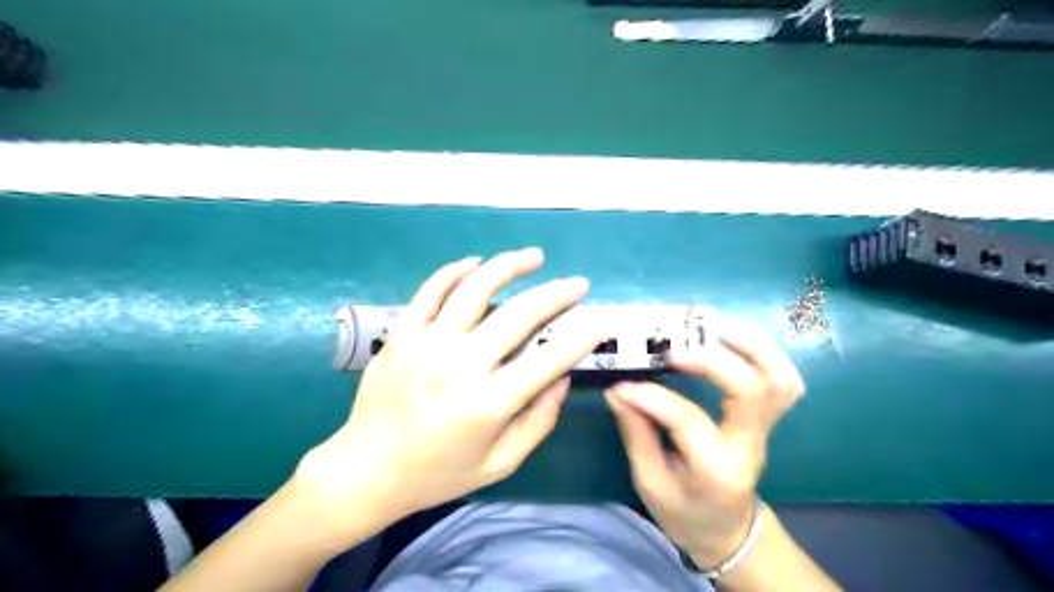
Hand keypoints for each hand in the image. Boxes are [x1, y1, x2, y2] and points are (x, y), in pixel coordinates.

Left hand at [291, 248, 599, 543]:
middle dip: (557, 294)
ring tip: (534, 256)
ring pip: (475, 288)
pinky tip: (478, 263)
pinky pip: (432, 290)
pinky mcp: (404, 333)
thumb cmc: (438, 473)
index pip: (549, 359)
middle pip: (520, 315)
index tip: (601, 320)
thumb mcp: (499, 464)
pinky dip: (456, 271)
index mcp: (489, 403)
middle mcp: (461, 365)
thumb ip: (538, 421)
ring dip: (510, 266)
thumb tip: (562, 378)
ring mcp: (428, 343)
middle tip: (577, 283)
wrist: (365, 470)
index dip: (582, 337)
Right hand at [607, 324, 804, 568]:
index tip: (622, 385)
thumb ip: (636, 432)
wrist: (727, 531)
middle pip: (752, 391)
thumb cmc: (685, 512)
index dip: (652, 397)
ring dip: (751, 348)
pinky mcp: (766, 419)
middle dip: (711, 362)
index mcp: (717, 471)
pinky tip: (730, 343)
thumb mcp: (650, 482)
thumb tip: (618, 389)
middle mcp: (748, 445)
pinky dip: (763, 356)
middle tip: (673, 352)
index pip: (688, 421)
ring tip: (713, 331)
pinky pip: (782, 381)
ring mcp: (765, 431)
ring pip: (780, 380)